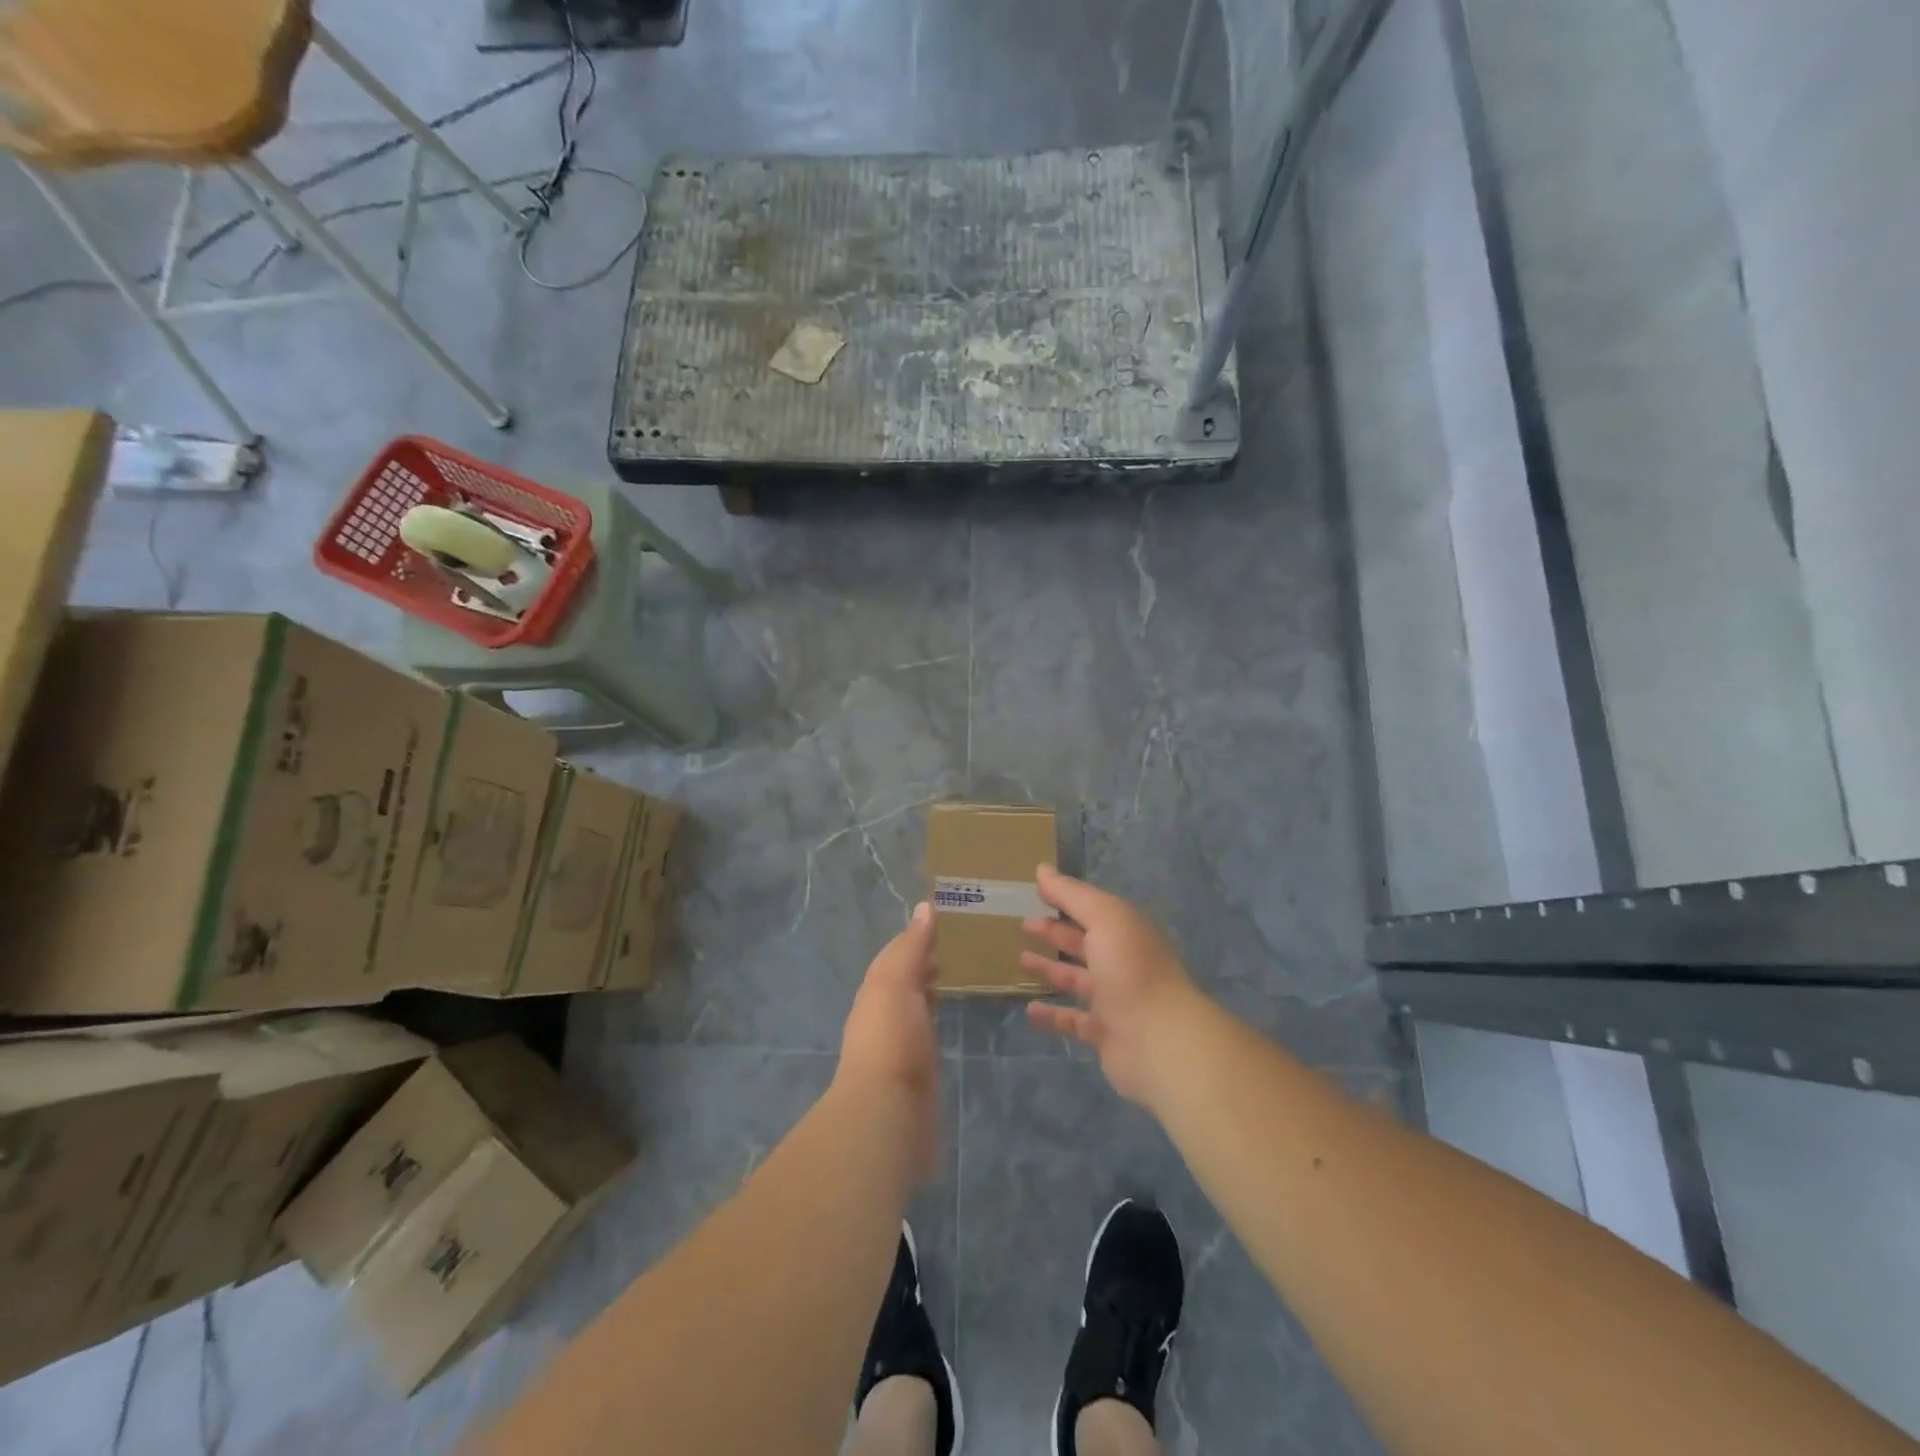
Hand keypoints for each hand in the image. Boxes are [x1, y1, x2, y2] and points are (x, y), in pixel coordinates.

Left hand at [836, 902, 941, 1168]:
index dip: (916, 936)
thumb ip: (910, 948)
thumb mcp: (895, 983)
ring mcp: (901, 1041)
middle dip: (924, 959)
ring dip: (931, 985)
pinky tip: (953, 1011)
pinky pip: (928, 1029)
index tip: (944, 918)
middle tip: (959, 940)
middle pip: (905, 977)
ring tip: (961, 968)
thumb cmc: (890, 1039)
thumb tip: (924, 908)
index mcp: (876, 989)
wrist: (887, 1113)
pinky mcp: (919, 1067)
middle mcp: (884, 1012)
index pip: (896, 953)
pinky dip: (938, 1013)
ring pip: (916, 1003)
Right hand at [1023, 865, 1200, 1106]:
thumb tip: (1042, 869)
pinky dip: (1052, 1015)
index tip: (1036, 893)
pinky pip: (1073, 1021)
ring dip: (1050, 969)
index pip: (1092, 909)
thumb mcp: (1103, 918)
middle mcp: (1121, 962)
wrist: (1160, 1040)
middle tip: (1024, 924)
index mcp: (1125, 931)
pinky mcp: (1105, 1033)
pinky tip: (1029, 1010)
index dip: (1065, 899)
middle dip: (1056, 932)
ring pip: (1076, 980)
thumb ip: (1071, 894)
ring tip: (1021, 960)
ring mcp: (1114, 999)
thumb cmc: (1131, 969)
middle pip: (1083, 942)